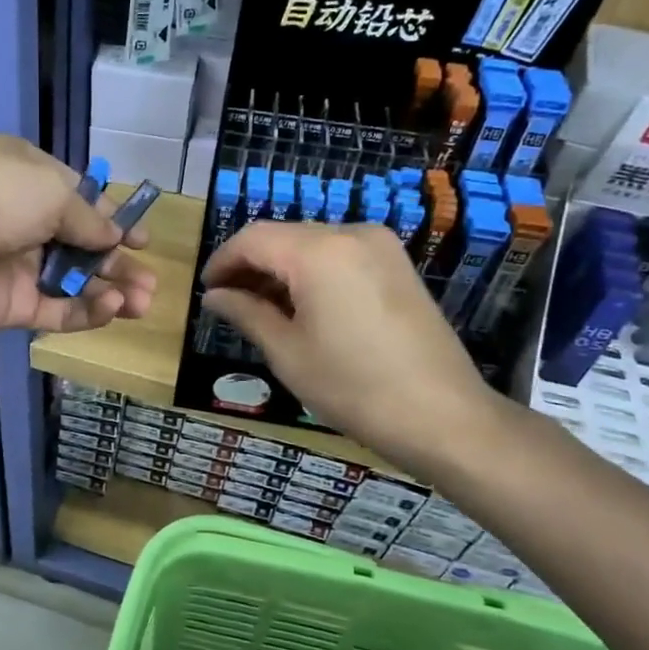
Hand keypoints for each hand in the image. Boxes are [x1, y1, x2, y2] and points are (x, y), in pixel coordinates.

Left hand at [0, 135, 157, 338]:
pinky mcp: (9, 307)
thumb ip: (88, 217)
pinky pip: (55, 311)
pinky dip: (85, 312)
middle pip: (81, 246)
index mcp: (29, 180)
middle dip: (118, 263)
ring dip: (109, 290)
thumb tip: (114, 234)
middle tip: (151, 283)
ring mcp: (16, 267)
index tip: (142, 241)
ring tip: (142, 302)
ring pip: (73, 282)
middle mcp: (23, 222)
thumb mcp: (50, 189)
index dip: (113, 221)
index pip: (81, 202)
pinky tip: (111, 309)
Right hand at [201, 221, 505, 475]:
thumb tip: (214, 296)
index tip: (206, 291)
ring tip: (260, 309)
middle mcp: (350, 234)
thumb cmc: (353, 387)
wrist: (442, 416)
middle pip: (283, 237)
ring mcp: (380, 247)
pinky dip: (312, 273)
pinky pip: (340, 255)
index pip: (252, 239)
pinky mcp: (397, 265)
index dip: (222, 261)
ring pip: (311, 245)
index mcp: (318, 252)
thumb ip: (246, 313)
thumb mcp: (287, 352)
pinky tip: (301, 306)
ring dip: (280, 269)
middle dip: (250, 265)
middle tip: (228, 303)